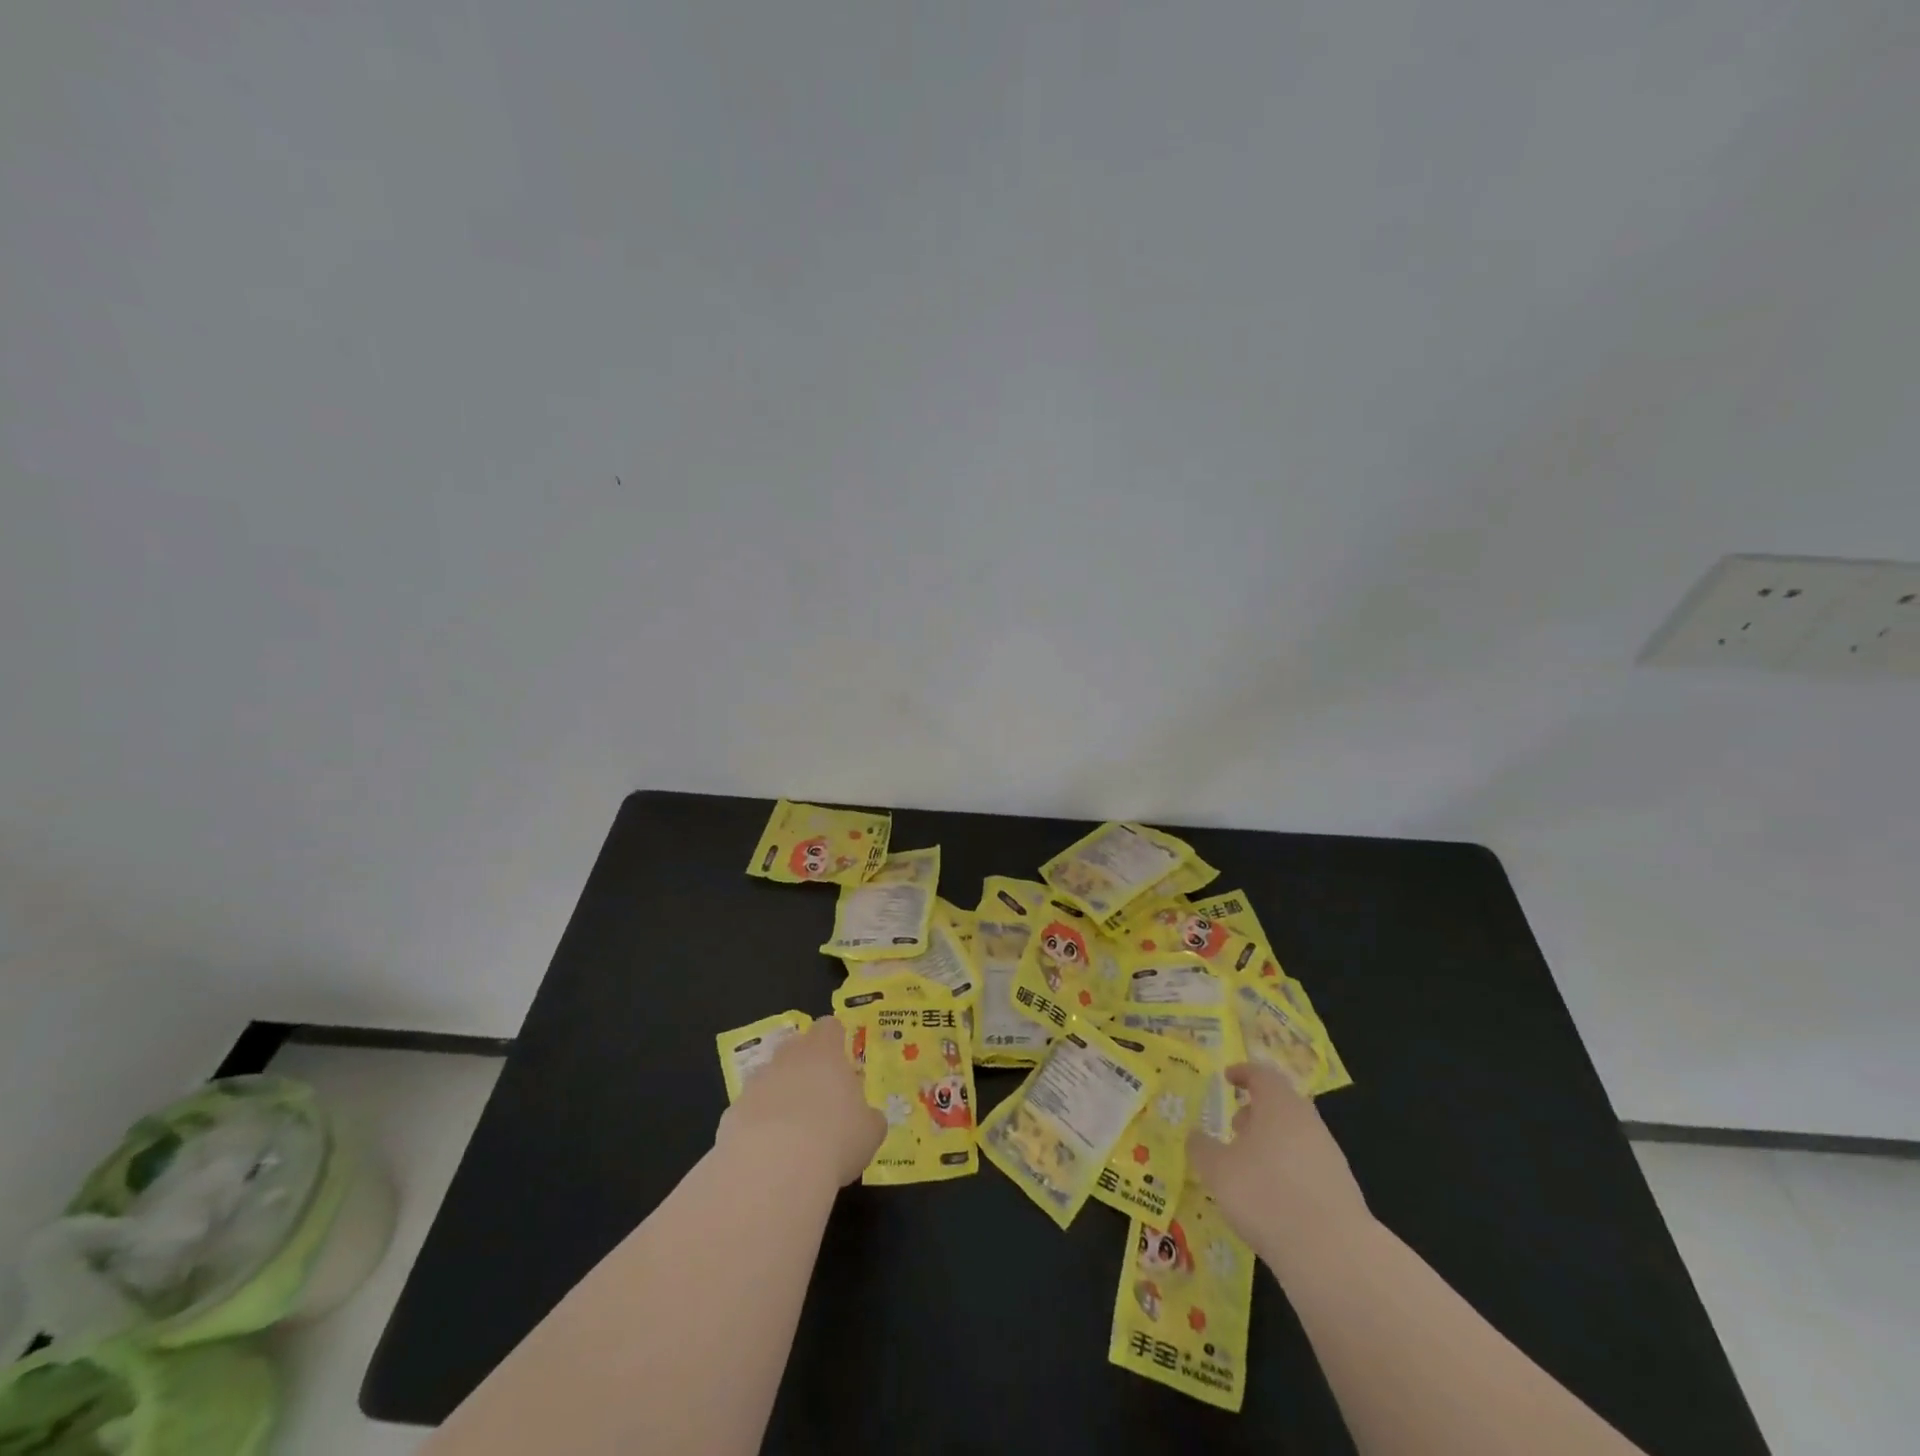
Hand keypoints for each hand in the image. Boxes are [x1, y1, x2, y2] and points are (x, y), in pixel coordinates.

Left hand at [717, 1016, 883, 1187]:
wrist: (773, 1169)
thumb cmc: (835, 1139)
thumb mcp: (869, 1132)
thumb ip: (869, 1118)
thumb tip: (867, 1118)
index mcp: (824, 1052)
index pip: (829, 1027)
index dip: (836, 1039)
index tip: (842, 1059)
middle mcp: (788, 1058)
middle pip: (796, 1047)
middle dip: (805, 1066)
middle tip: (819, 1097)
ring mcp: (756, 1083)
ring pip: (770, 1078)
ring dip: (780, 1095)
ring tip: (794, 1132)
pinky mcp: (731, 1113)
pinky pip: (750, 1111)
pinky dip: (758, 1126)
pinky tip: (769, 1155)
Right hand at [1187, 1063, 1369, 1260]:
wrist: (1334, 1255)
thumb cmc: (1266, 1195)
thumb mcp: (1218, 1170)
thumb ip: (1202, 1148)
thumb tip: (1195, 1136)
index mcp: (1280, 1105)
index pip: (1262, 1074)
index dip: (1243, 1073)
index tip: (1227, 1078)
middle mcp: (1308, 1123)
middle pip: (1282, 1104)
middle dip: (1257, 1111)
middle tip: (1235, 1125)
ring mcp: (1330, 1157)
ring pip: (1296, 1136)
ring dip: (1272, 1142)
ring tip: (1249, 1166)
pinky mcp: (1341, 1191)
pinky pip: (1307, 1166)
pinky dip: (1287, 1170)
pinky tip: (1272, 1197)